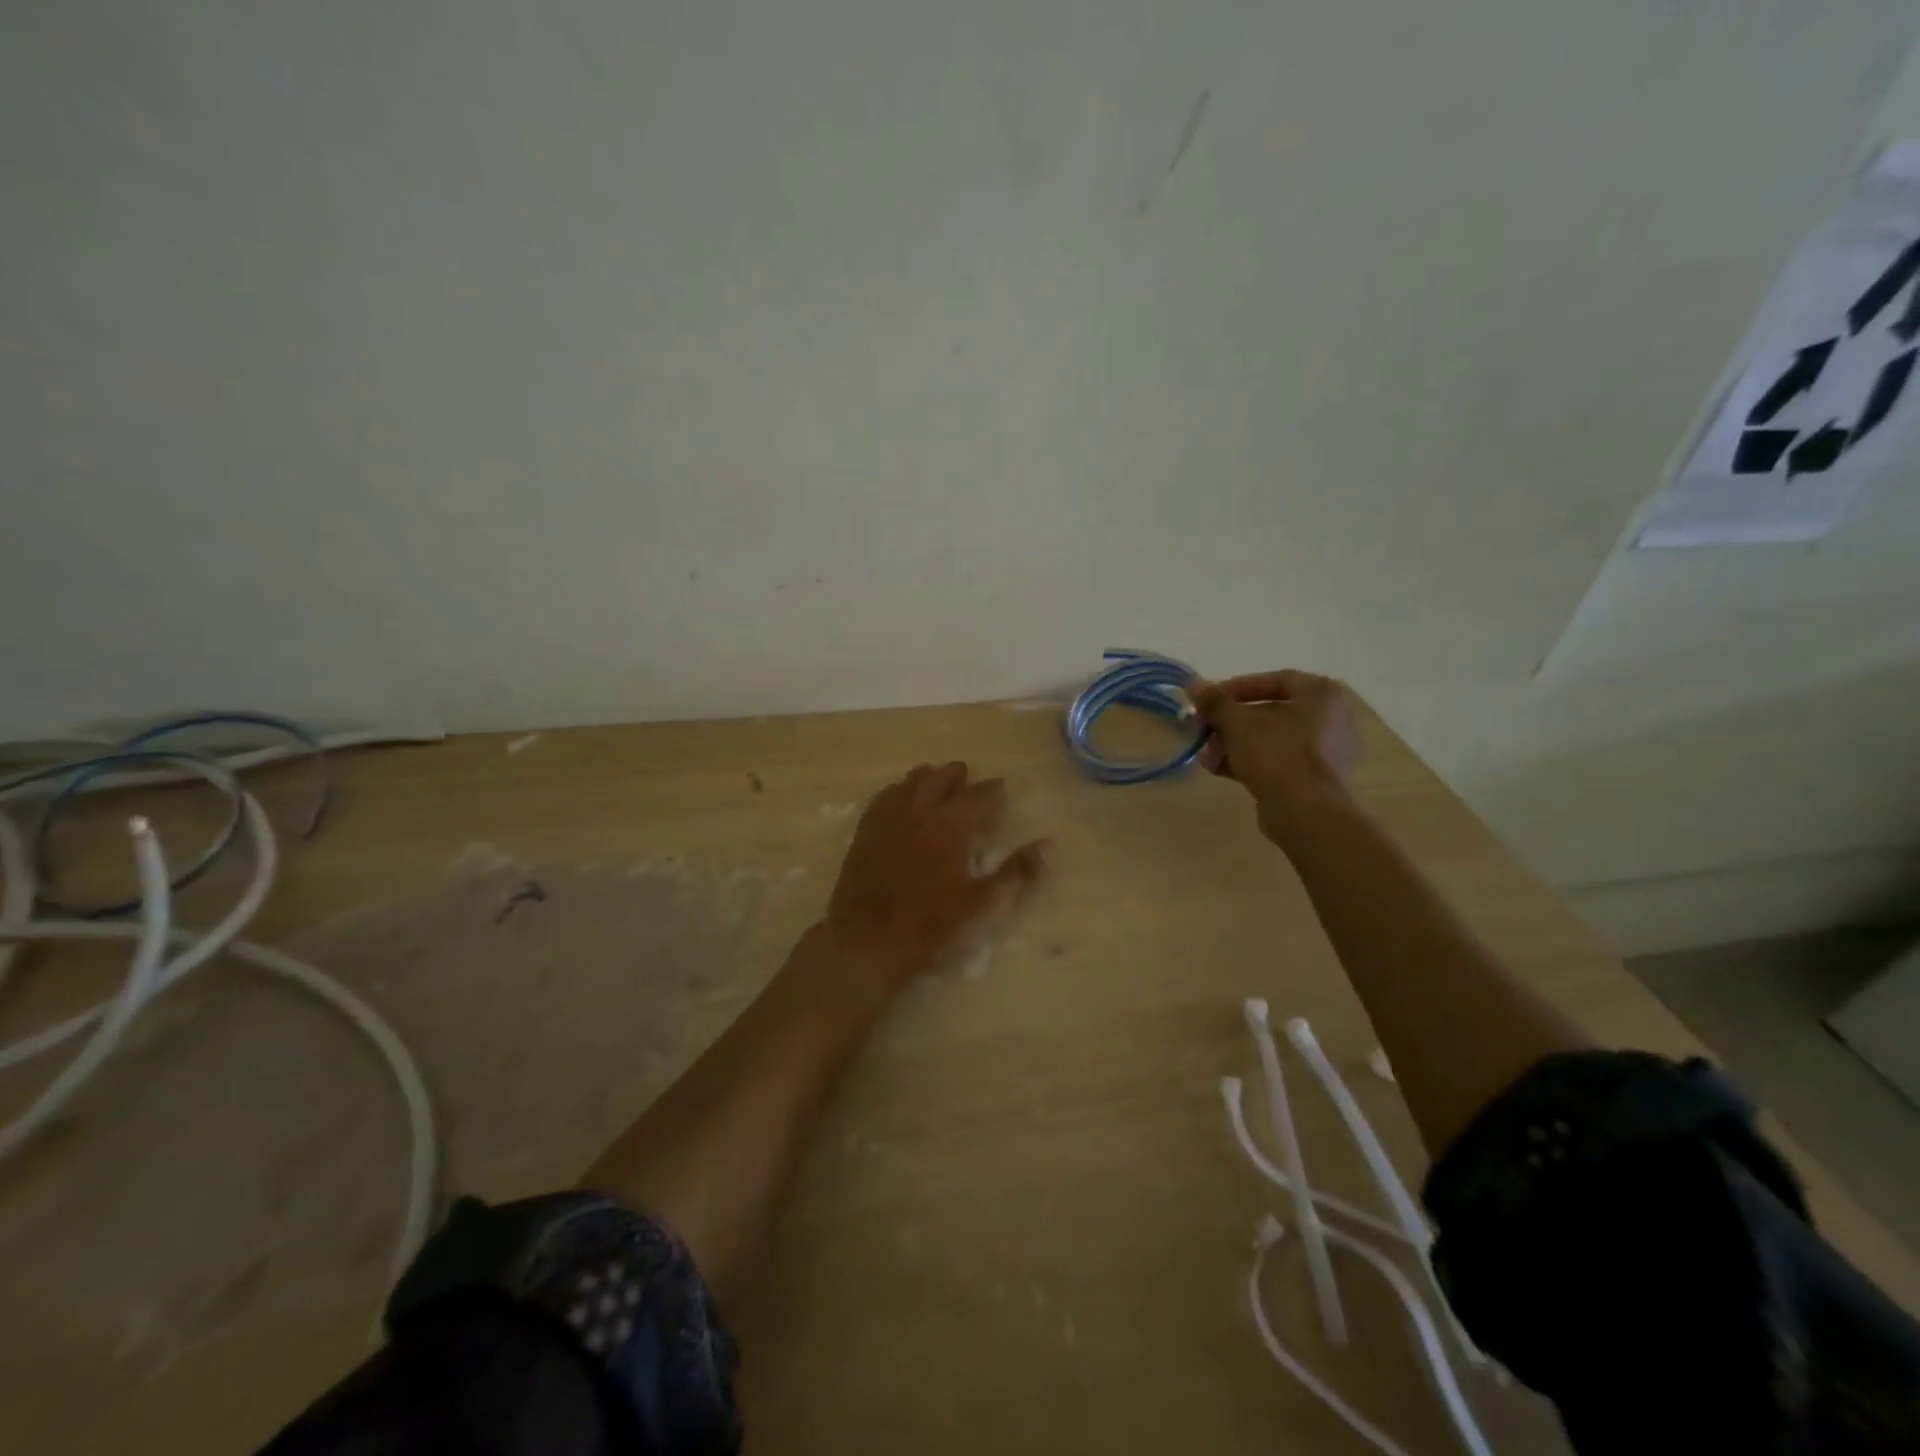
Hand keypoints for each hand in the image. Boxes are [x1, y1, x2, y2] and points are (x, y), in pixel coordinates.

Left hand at [819, 762, 1049, 986]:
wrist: (867, 941)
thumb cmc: (931, 927)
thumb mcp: (983, 906)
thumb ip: (1016, 872)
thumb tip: (1047, 844)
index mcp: (952, 827)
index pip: (979, 796)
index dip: (993, 790)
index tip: (1002, 787)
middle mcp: (921, 813)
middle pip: (941, 779)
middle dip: (958, 776)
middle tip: (968, 777)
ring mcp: (889, 820)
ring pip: (911, 783)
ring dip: (928, 777)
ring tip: (936, 777)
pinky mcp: (865, 832)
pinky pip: (883, 797)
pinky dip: (897, 789)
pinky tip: (899, 794)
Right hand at [1186, 671, 1360, 843]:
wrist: (1305, 813)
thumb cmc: (1276, 755)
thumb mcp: (1238, 723)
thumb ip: (1215, 702)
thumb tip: (1193, 684)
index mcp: (1323, 695)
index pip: (1275, 680)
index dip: (1237, 687)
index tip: (1209, 700)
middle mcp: (1332, 719)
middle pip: (1270, 712)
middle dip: (1230, 723)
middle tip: (1204, 731)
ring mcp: (1327, 752)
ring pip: (1271, 739)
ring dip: (1234, 744)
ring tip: (1208, 757)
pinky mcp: (1316, 779)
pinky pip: (1279, 761)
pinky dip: (1250, 761)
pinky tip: (1220, 770)